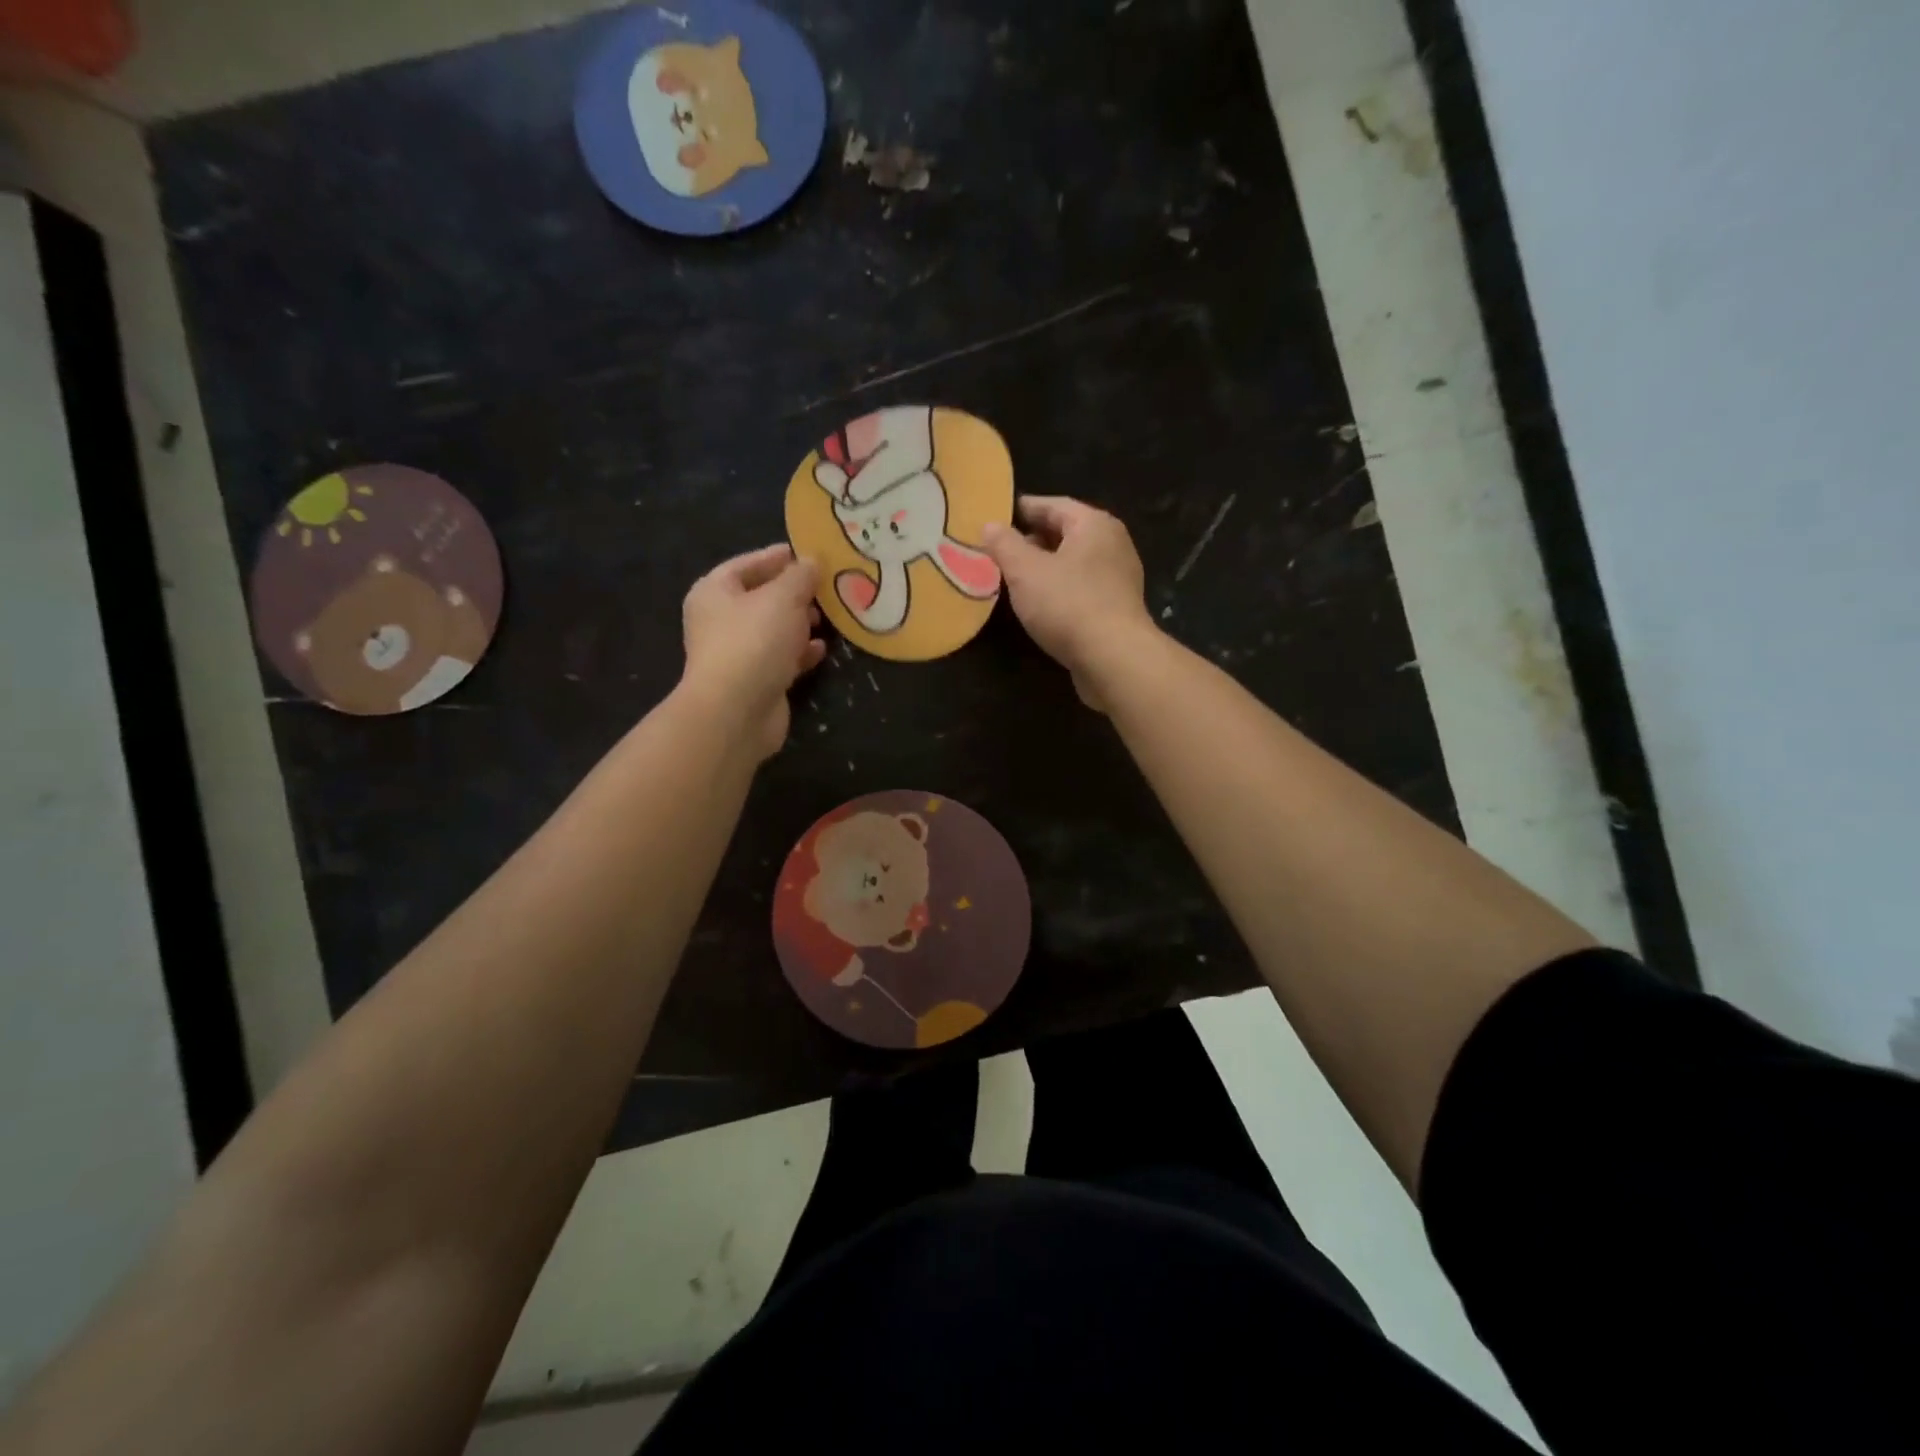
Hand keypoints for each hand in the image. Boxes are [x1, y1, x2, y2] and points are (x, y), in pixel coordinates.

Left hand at [680, 545, 826, 759]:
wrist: (737, 711)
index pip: (746, 564)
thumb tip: (811, 562)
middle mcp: (721, 621)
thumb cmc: (754, 641)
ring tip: (828, 617)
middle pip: (761, 598)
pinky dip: (800, 652)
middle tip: (825, 587)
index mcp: (714, 592)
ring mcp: (737, 653)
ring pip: (773, 630)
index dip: (777, 557)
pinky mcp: (756, 681)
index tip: (808, 553)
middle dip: (794, 593)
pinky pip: (781, 658)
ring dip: (800, 623)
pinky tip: (822, 649)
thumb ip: (800, 576)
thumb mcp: (782, 598)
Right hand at [981, 496, 1157, 711]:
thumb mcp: (1025, 570)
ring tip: (1015, 577)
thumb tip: (989, 524)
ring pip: (1074, 563)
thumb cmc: (1068, 604)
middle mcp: (1113, 544)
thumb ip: (1004, 544)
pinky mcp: (1117, 609)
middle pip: (1067, 533)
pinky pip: (1082, 588)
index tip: (996, 516)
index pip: (1054, 505)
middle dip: (1033, 539)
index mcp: (1094, 524)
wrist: (1113, 658)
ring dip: (1046, 567)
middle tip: (1001, 549)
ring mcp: (1119, 578)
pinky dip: (1059, 589)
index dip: (1023, 508)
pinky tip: (1040, 604)